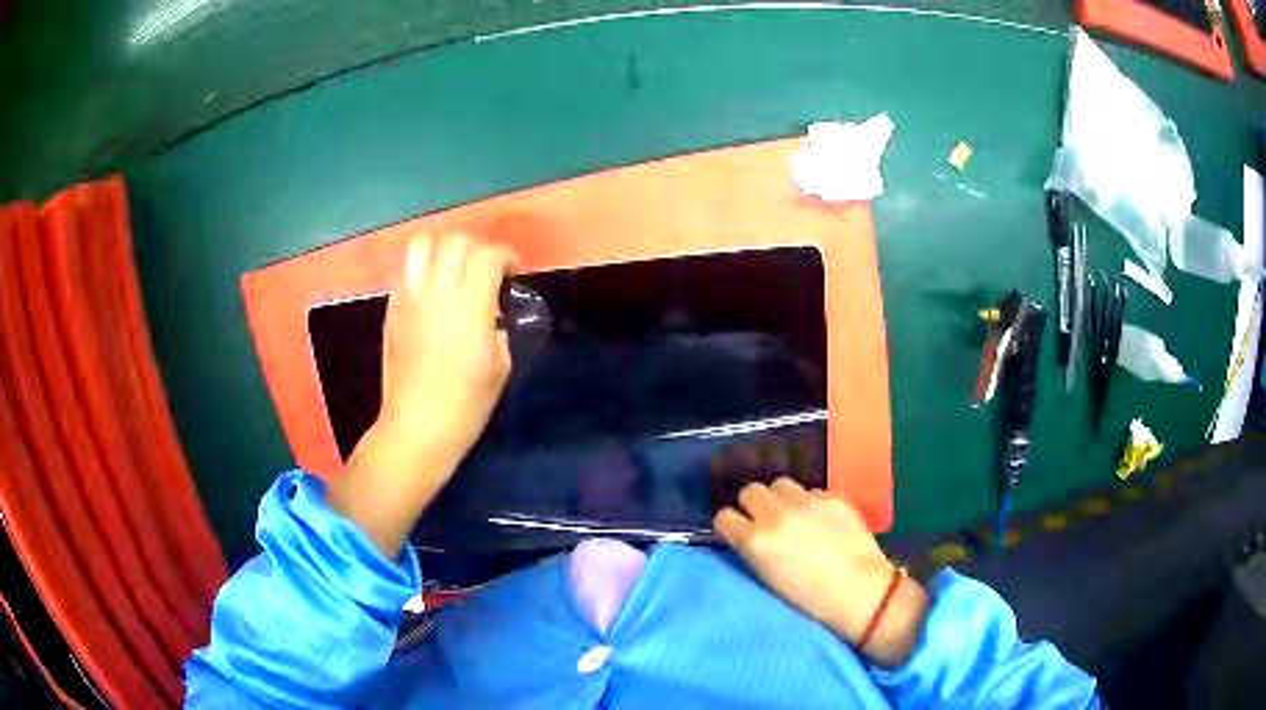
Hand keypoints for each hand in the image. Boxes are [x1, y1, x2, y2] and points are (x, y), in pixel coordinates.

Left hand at [375, 234, 514, 466]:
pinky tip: (431, 294)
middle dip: (475, 249)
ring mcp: (409, 297)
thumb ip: (497, 326)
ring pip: (422, 245)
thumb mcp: (500, 364)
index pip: (487, 255)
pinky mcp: (391, 309)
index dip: (505, 257)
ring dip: (442, 250)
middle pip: (455, 242)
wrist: (418, 426)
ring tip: (452, 270)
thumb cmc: (467, 402)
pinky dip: (422, 271)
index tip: (512, 271)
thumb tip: (490, 311)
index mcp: (470, 304)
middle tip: (484, 270)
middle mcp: (437, 290)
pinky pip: (406, 272)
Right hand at [714, 478, 927, 666]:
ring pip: (780, 483)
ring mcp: (806, 502)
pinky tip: (820, 520)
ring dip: (780, 497)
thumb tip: (748, 533)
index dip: (730, 524)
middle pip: (750, 490)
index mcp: (756, 540)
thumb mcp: (768, 578)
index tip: (737, 531)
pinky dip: (810, 502)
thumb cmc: (809, 599)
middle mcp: (776, 514)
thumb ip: (754, 549)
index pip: (724, 516)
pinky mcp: (831, 496)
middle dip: (753, 504)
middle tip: (765, 519)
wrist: (860, 591)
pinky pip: (811, 491)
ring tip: (791, 513)